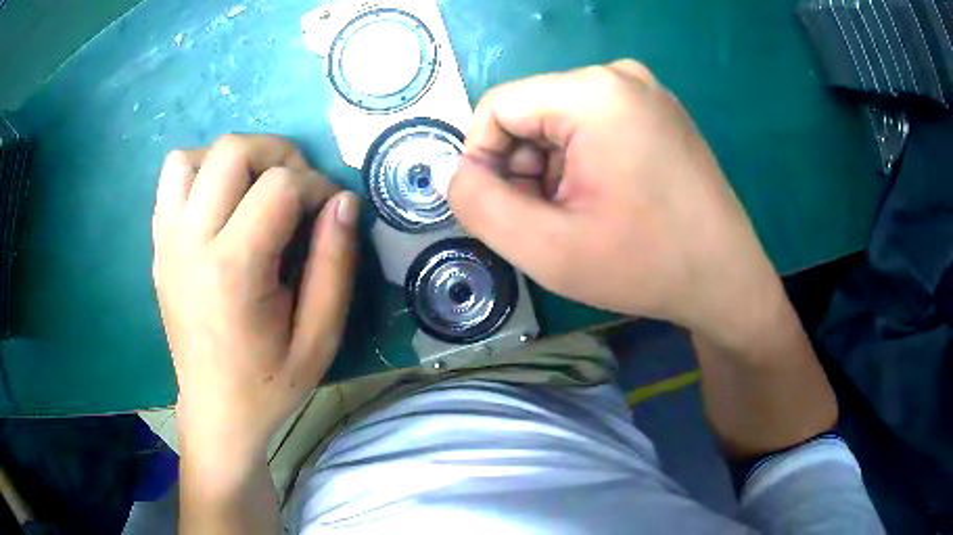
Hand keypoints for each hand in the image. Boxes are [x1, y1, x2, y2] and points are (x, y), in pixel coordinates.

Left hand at [152, 134, 359, 467]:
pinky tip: (221, 203)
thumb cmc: (270, 382)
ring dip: (233, 159)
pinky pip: (171, 179)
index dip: (317, 186)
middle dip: (278, 155)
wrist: (216, 410)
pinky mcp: (158, 245)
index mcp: (233, 270)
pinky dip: (200, 172)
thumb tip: (344, 201)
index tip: (330, 212)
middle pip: (232, 151)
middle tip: (298, 189)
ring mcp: (167, 241)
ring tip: (254, 190)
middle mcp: (190, 243)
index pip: (280, 185)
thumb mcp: (320, 337)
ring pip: (193, 156)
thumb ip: (335, 265)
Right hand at [448, 60, 784, 345]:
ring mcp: (645, 91)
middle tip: (548, 223)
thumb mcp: (546, 248)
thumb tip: (457, 173)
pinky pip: (593, 125)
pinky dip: (581, 163)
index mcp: (593, 92)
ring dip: (552, 170)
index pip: (498, 107)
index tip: (503, 211)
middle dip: (523, 169)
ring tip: (580, 217)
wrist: (726, 279)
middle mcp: (620, 76)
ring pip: (560, 121)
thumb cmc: (645, 265)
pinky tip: (605, 202)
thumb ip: (479, 205)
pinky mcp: (658, 112)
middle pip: (531, 112)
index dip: (482, 160)